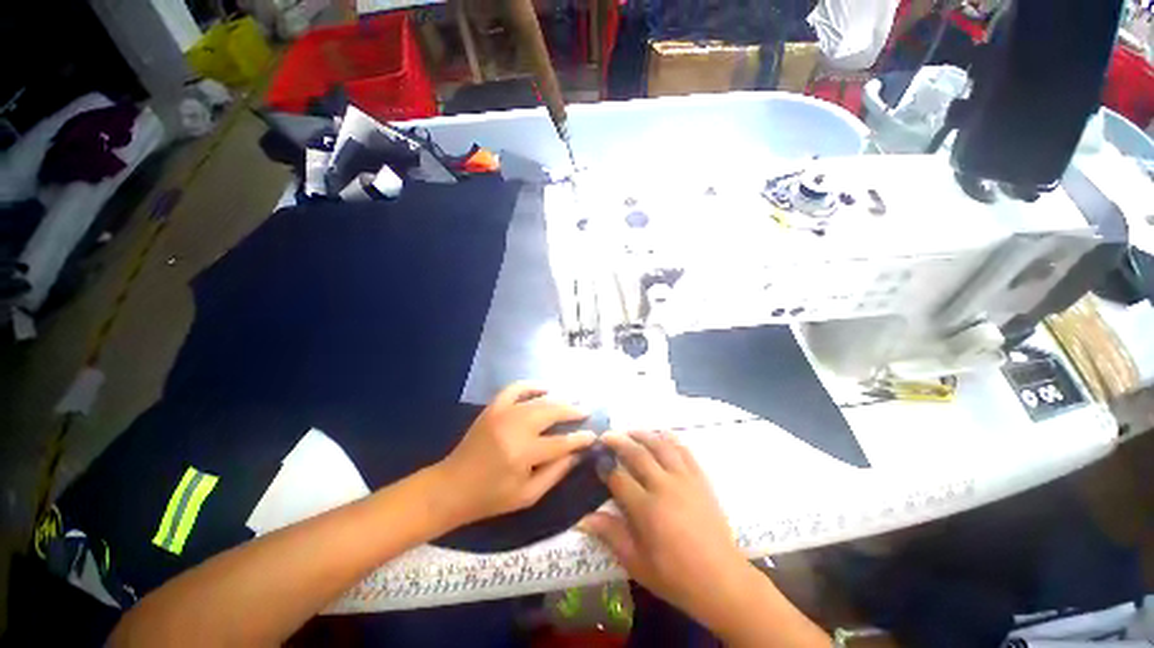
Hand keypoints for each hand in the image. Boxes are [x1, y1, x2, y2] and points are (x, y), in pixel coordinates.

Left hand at [434, 382, 596, 526]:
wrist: (452, 486)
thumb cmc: (491, 497)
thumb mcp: (528, 495)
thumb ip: (556, 473)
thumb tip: (578, 454)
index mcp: (523, 453)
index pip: (561, 442)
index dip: (580, 438)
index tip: (593, 435)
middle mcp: (515, 427)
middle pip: (552, 412)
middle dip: (572, 411)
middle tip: (586, 411)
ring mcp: (502, 413)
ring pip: (538, 400)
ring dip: (558, 399)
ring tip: (572, 400)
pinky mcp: (493, 408)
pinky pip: (515, 388)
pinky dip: (531, 385)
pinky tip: (544, 388)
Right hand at [579, 431, 757, 633]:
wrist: (721, 580)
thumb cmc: (675, 576)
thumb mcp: (637, 563)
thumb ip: (611, 535)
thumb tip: (583, 518)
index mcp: (646, 509)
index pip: (619, 478)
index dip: (605, 467)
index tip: (596, 460)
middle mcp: (664, 486)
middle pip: (637, 454)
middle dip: (618, 441)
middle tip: (606, 436)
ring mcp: (684, 479)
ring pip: (660, 446)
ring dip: (643, 435)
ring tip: (630, 431)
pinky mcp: (700, 479)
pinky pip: (684, 451)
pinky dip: (671, 439)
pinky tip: (662, 435)